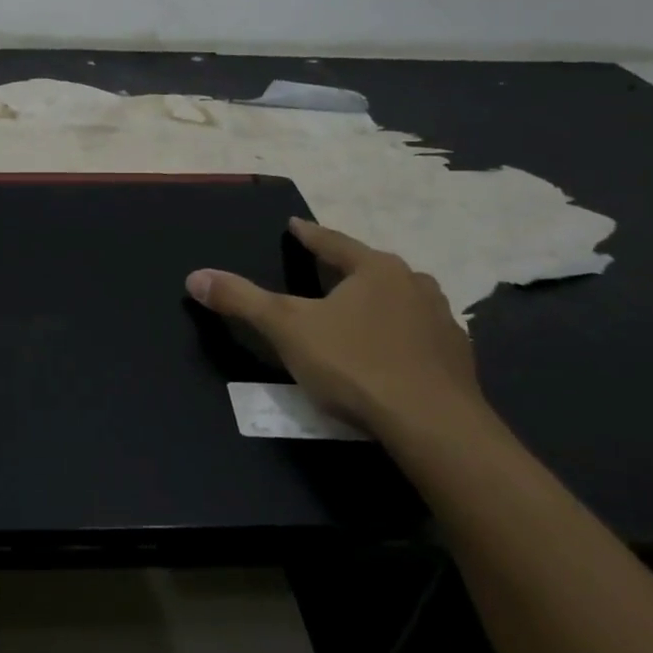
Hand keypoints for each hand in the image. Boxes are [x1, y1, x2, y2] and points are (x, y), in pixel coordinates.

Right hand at [186, 216, 486, 439]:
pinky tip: (390, 352)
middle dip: (347, 268)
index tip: (295, 225)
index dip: (309, 235)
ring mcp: (442, 322)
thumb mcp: (286, 329)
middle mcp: (414, 285)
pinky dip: (400, 336)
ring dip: (379, 301)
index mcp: (376, 269)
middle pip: (371, 268)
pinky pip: (420, 336)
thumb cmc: (355, 365)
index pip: (333, 242)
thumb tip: (195, 276)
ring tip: (359, 310)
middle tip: (325, 269)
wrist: (433, 426)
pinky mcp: (457, 360)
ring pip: (402, 300)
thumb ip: (241, 300)